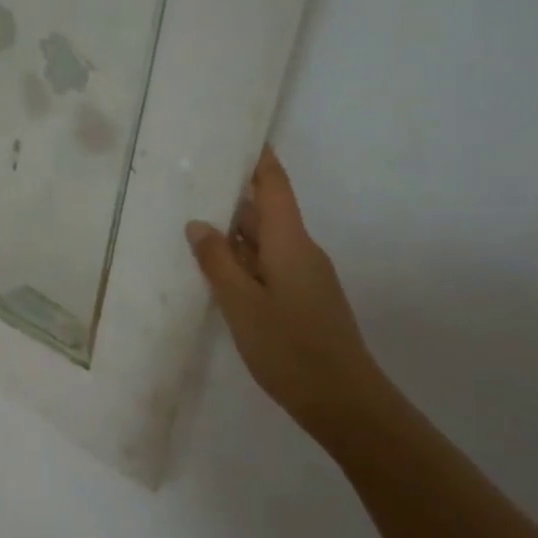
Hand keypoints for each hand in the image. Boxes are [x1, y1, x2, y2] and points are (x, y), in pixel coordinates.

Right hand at [187, 148, 390, 437]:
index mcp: (291, 243)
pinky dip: (243, 261)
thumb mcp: (241, 304)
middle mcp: (302, 251)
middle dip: (234, 196)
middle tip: (193, 183)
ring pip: (266, 242)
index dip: (259, 160)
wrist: (343, 401)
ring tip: (193, 224)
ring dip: (235, 232)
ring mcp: (305, 277)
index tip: (239, 136)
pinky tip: (217, 273)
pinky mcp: (304, 300)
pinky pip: (269, 266)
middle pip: (268, 212)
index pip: (275, 187)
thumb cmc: (289, 347)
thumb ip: (218, 261)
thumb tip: (199, 224)